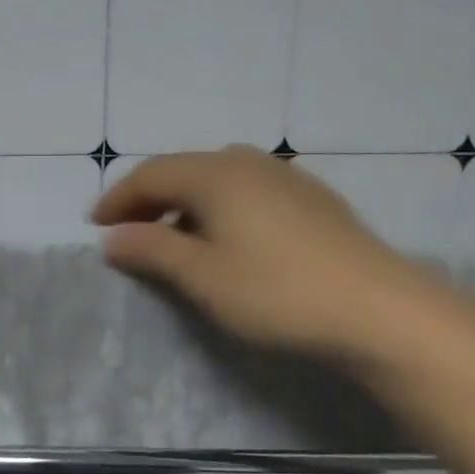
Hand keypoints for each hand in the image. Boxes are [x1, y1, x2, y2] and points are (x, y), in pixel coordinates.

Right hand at [91, 146, 428, 359]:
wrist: (380, 310)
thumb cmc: (276, 292)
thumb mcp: (202, 276)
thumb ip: (152, 250)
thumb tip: (113, 237)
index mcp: (216, 175)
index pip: (151, 175)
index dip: (118, 198)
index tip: (94, 225)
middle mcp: (249, 163)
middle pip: (184, 170)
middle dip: (148, 198)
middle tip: (126, 230)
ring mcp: (286, 178)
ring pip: (218, 178)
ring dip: (184, 203)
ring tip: (172, 237)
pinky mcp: (313, 200)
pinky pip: (248, 190)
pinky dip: (219, 207)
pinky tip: (227, 238)